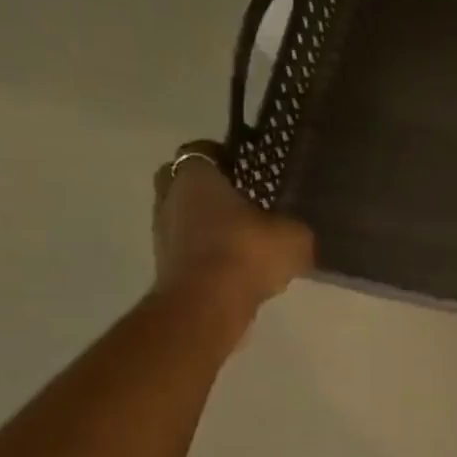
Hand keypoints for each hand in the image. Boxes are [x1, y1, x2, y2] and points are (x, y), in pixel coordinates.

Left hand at [151, 143, 313, 332]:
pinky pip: (190, 248)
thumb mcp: (294, 236)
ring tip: (246, 237)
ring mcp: (163, 233)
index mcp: (196, 176)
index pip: (203, 151)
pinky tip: (238, 265)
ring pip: (186, 216)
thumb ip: (294, 226)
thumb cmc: (247, 253)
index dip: (225, 157)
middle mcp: (170, 197)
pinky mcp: (166, 266)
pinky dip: (209, 251)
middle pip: (185, 182)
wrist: (208, 305)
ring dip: (208, 223)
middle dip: (209, 188)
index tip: (249, 170)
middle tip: (244, 200)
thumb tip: (294, 230)